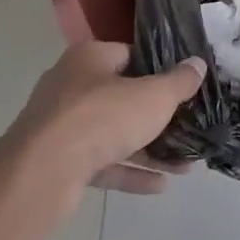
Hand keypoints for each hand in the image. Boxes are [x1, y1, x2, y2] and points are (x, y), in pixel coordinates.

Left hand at [0, 43, 205, 204]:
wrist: (42, 172)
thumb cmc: (102, 118)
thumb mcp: (154, 96)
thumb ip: (179, 81)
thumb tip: (197, 63)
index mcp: (90, 59)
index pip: (131, 55)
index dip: (160, 69)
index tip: (185, 86)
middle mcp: (71, 86)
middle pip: (123, 97)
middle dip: (158, 116)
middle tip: (189, 127)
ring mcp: (62, 126)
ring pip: (113, 134)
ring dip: (149, 149)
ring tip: (185, 164)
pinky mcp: (58, 162)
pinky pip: (102, 163)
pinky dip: (129, 172)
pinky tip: (161, 185)